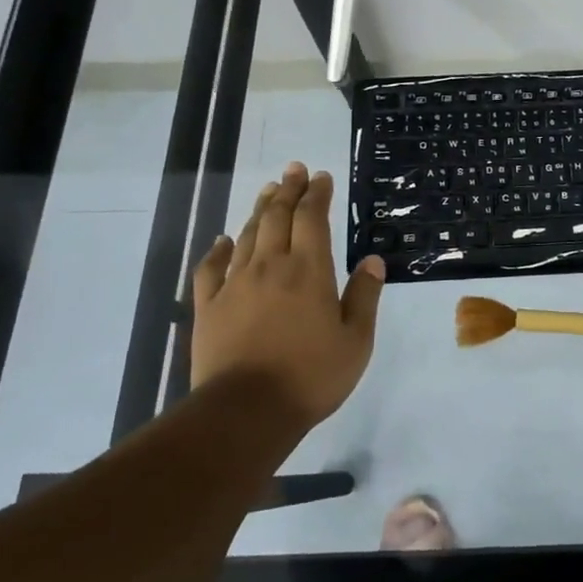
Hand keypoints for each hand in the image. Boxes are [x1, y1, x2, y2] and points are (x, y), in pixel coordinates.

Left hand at [190, 162, 385, 428]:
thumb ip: (365, 296)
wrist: (245, 412)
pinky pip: (211, 268)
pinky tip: (224, 240)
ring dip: (260, 210)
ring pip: (248, 235)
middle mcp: (271, 266)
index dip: (318, 194)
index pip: (313, 219)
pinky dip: (218, 249)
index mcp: (309, 270)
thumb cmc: (311, 376)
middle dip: (289, 190)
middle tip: (294, 169)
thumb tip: (373, 260)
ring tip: (269, 190)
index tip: (322, 176)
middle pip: (278, 217)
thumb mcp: (356, 340)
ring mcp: (235, 285)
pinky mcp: (209, 307)